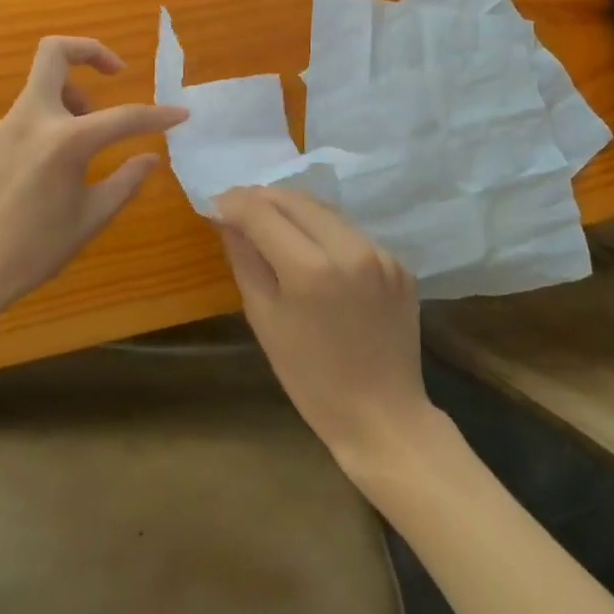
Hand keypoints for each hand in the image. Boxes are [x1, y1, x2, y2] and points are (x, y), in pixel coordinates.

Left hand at [0, 36, 186, 312]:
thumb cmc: (36, 250)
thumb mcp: (91, 217)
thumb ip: (126, 181)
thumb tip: (150, 157)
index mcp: (65, 141)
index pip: (123, 116)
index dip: (157, 115)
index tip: (180, 113)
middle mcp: (32, 120)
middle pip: (54, 52)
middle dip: (90, 50)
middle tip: (115, 73)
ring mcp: (4, 126)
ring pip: (42, 85)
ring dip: (71, 95)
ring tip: (86, 138)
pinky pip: (27, 115)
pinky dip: (50, 122)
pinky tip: (52, 165)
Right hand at [217, 187, 445, 476]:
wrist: (382, 416)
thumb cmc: (311, 379)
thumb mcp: (264, 320)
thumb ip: (245, 260)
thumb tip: (227, 220)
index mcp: (311, 269)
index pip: (262, 212)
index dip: (234, 202)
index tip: (215, 204)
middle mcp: (350, 249)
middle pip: (296, 200)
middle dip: (262, 198)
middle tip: (238, 208)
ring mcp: (380, 253)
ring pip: (325, 210)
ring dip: (293, 209)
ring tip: (270, 222)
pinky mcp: (398, 262)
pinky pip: (350, 232)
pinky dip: (324, 231)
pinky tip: (311, 249)